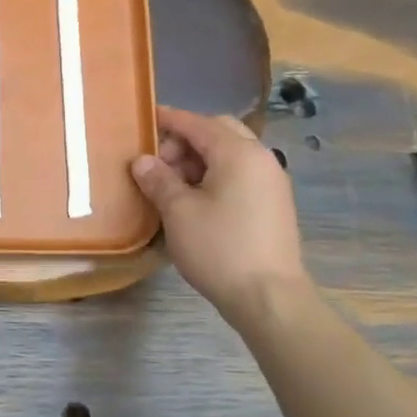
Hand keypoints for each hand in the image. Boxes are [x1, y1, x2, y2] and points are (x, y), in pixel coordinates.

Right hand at [130, 106, 307, 311]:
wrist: (269, 297)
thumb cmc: (219, 248)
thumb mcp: (178, 212)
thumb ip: (158, 180)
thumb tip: (142, 161)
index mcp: (238, 153)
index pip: (198, 123)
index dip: (169, 119)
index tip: (144, 119)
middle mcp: (261, 159)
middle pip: (219, 132)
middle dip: (185, 140)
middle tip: (158, 163)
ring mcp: (271, 182)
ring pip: (231, 154)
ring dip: (200, 160)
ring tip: (172, 186)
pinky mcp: (274, 205)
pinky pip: (240, 175)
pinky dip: (216, 176)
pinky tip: (196, 201)